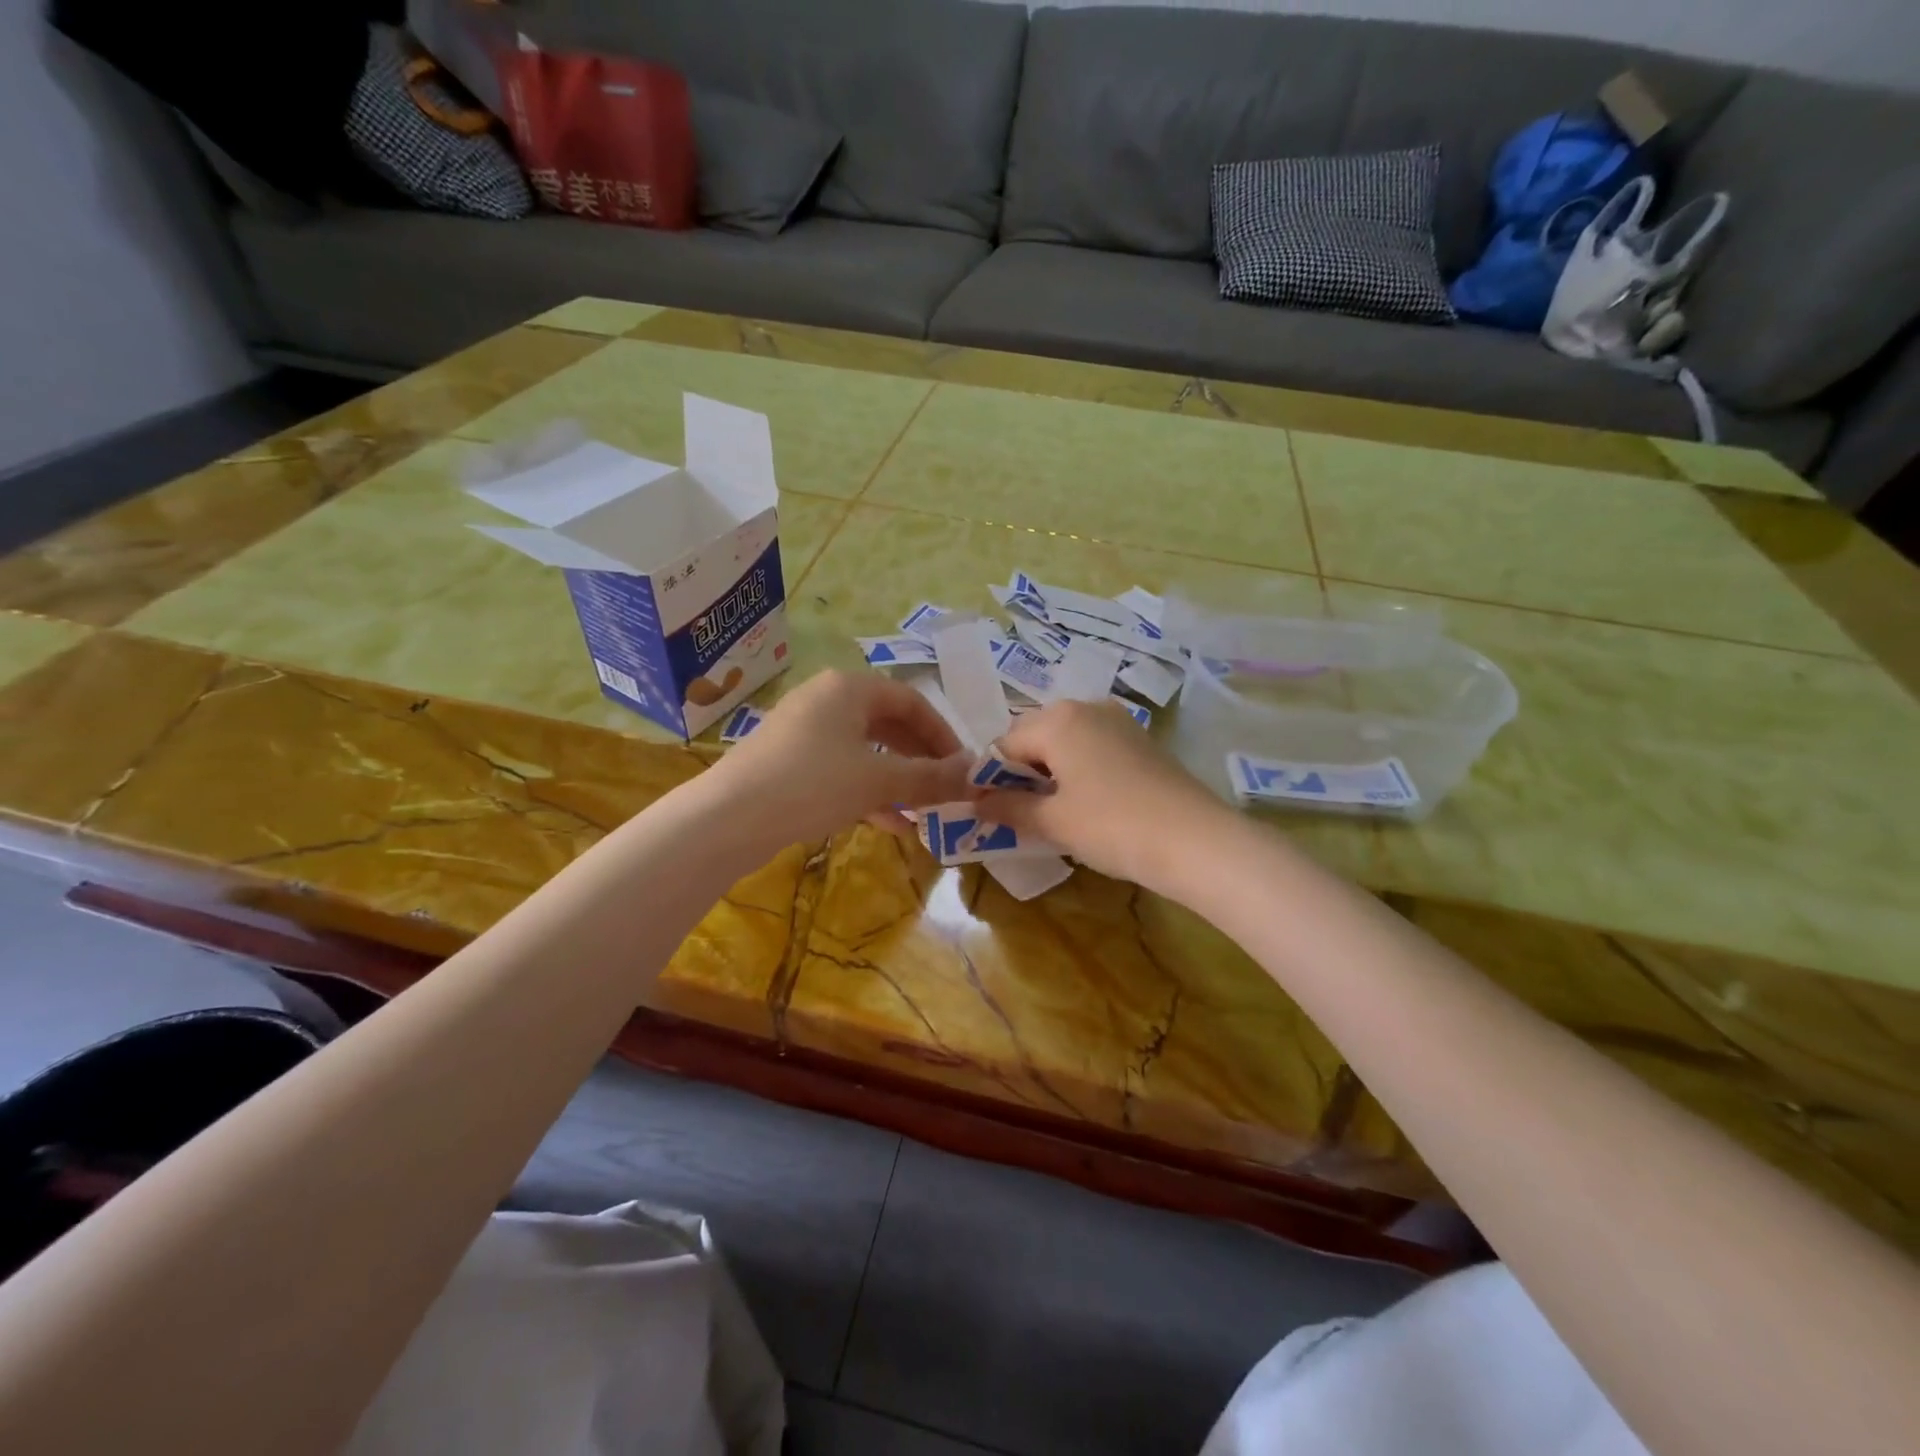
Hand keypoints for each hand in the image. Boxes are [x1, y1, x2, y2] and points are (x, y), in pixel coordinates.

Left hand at [706, 670, 972, 847]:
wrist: (727, 819)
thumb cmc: (811, 783)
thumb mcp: (879, 780)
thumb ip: (931, 778)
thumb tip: (977, 775)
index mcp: (849, 688)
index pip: (911, 700)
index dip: (942, 733)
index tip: (962, 766)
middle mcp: (826, 700)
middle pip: (888, 724)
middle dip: (920, 759)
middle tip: (945, 788)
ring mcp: (803, 731)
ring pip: (866, 750)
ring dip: (898, 779)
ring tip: (923, 811)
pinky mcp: (788, 762)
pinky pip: (841, 770)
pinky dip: (868, 792)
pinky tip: (890, 824)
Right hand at [975, 700, 1229, 891]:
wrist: (1195, 840)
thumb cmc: (1111, 825)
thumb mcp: (1052, 821)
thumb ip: (1008, 808)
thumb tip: (975, 804)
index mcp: (1057, 719)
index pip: (1004, 745)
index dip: (992, 780)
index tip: (991, 814)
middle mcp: (1086, 707)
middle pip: (1035, 737)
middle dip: (1022, 774)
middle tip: (1023, 816)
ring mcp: (1118, 721)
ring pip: (1066, 742)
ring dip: (1052, 774)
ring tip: (1056, 814)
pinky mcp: (1142, 740)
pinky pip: (1094, 748)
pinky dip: (1080, 771)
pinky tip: (1089, 805)